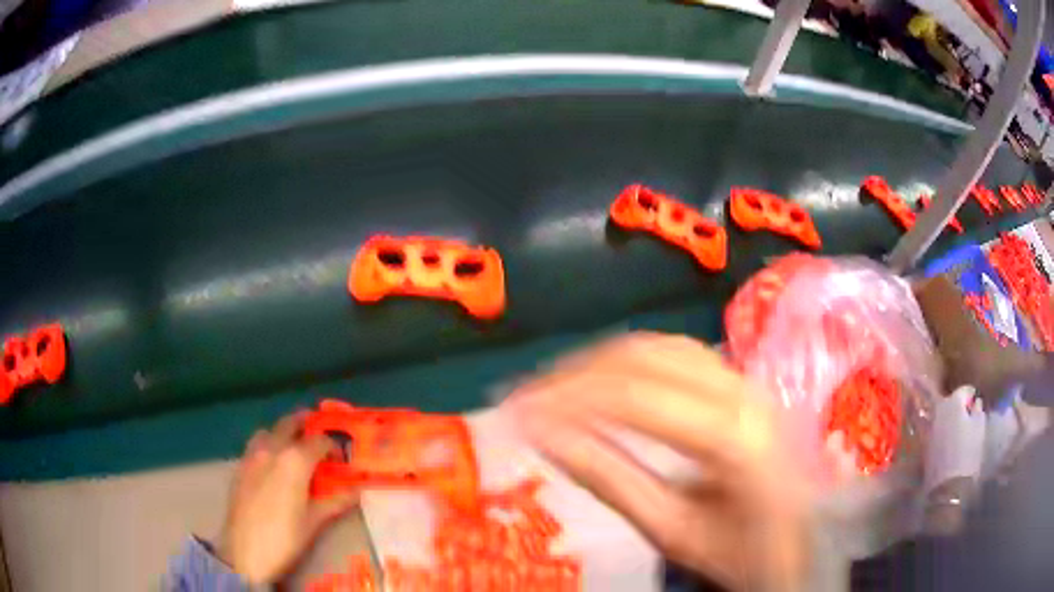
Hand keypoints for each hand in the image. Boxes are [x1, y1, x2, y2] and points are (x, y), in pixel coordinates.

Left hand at [217, 411, 358, 583]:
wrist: (245, 552)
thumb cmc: (286, 538)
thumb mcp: (315, 522)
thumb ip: (337, 501)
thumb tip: (358, 490)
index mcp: (295, 460)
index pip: (320, 441)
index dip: (334, 448)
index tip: (342, 461)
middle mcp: (272, 449)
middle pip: (290, 423)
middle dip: (307, 425)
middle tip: (320, 439)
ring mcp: (252, 455)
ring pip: (269, 431)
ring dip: (284, 433)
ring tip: (295, 450)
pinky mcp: (239, 466)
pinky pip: (255, 445)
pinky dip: (268, 445)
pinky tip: (273, 466)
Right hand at [504, 332, 809, 590]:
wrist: (796, 543)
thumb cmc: (738, 550)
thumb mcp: (670, 529)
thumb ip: (609, 478)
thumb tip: (542, 433)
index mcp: (733, 436)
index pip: (634, 397)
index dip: (566, 398)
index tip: (515, 409)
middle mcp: (743, 391)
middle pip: (644, 359)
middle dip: (575, 373)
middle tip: (525, 396)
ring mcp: (745, 379)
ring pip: (659, 346)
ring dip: (600, 361)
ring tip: (553, 387)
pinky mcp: (739, 381)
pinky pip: (677, 352)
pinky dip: (630, 359)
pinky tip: (603, 378)